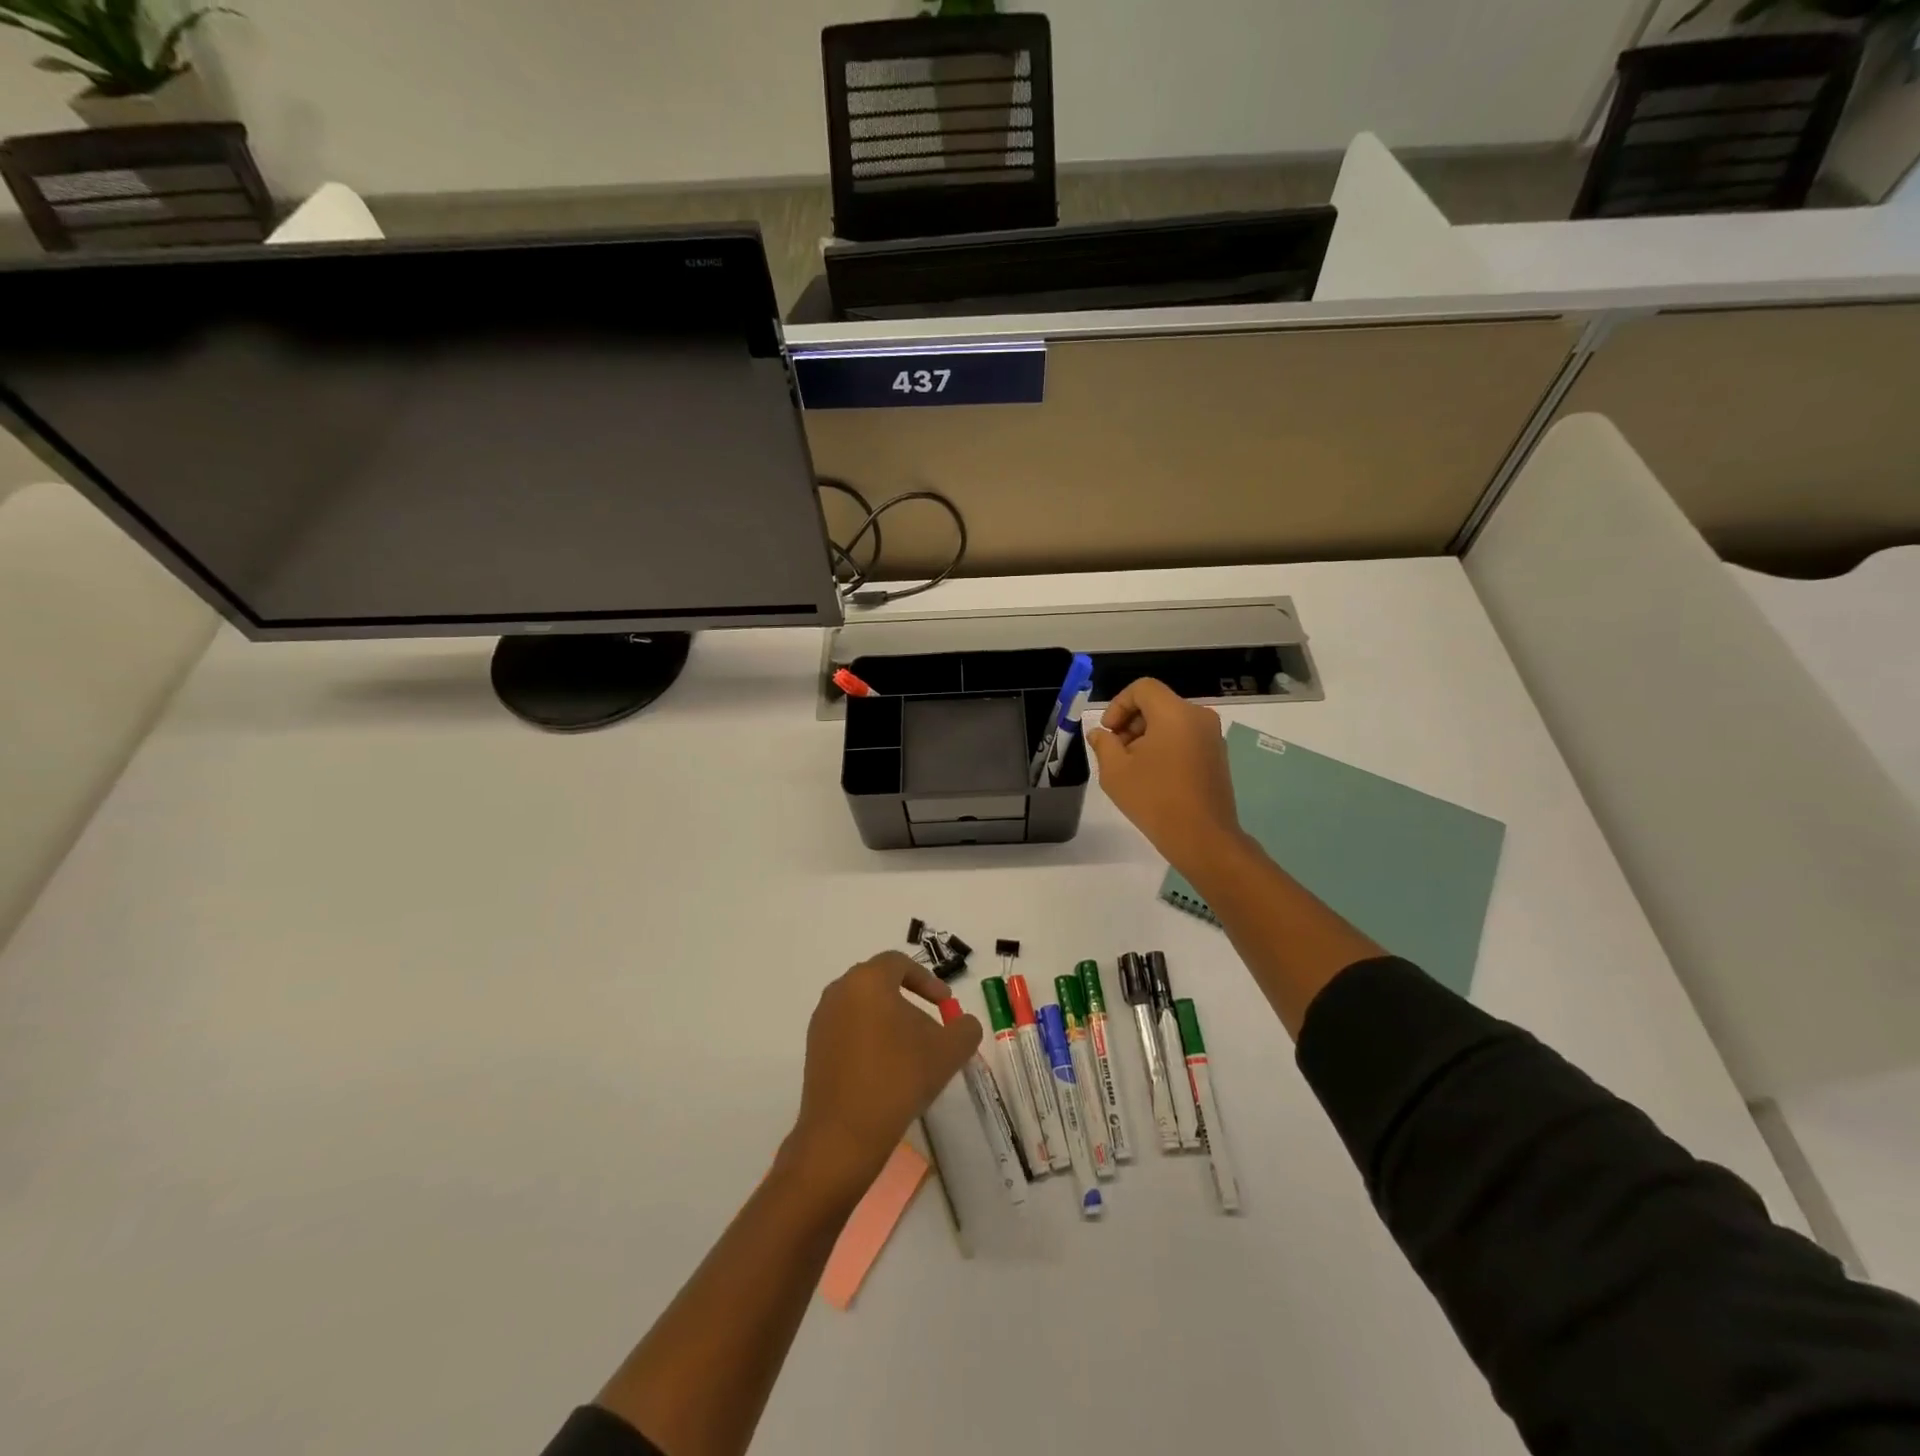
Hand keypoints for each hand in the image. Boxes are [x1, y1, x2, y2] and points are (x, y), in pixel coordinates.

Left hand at [787, 953, 981, 1197]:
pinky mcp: (813, 1049)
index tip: (945, 1004)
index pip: (899, 963)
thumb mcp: (947, 1051)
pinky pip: (848, 1031)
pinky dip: (869, 1040)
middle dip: (908, 1001)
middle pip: (879, 984)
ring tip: (911, 1053)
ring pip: (863, 1008)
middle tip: (930, 1026)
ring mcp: (822, 1021)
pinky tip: (886, 1070)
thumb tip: (964, 1024)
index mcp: (867, 980)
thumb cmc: (899, 1078)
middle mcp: (839, 991)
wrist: (844, 1134)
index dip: (927, 980)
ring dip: (889, 1022)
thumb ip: (964, 1029)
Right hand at [1089, 678, 1243, 875]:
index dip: (1118, 704)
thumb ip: (1104, 744)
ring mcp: (1212, 737)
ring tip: (1132, 767)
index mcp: (1175, 713)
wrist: (1202, 837)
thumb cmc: (1154, 799)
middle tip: (1116, 752)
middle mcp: (1198, 717)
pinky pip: (1185, 737)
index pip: (1142, 688)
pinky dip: (1166, 746)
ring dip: (1147, 736)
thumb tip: (1101, 734)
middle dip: (1131, 722)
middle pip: (1157, 703)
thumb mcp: (1115, 771)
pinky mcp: (1217, 755)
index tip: (1108, 733)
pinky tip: (1154, 776)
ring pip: (1171, 721)